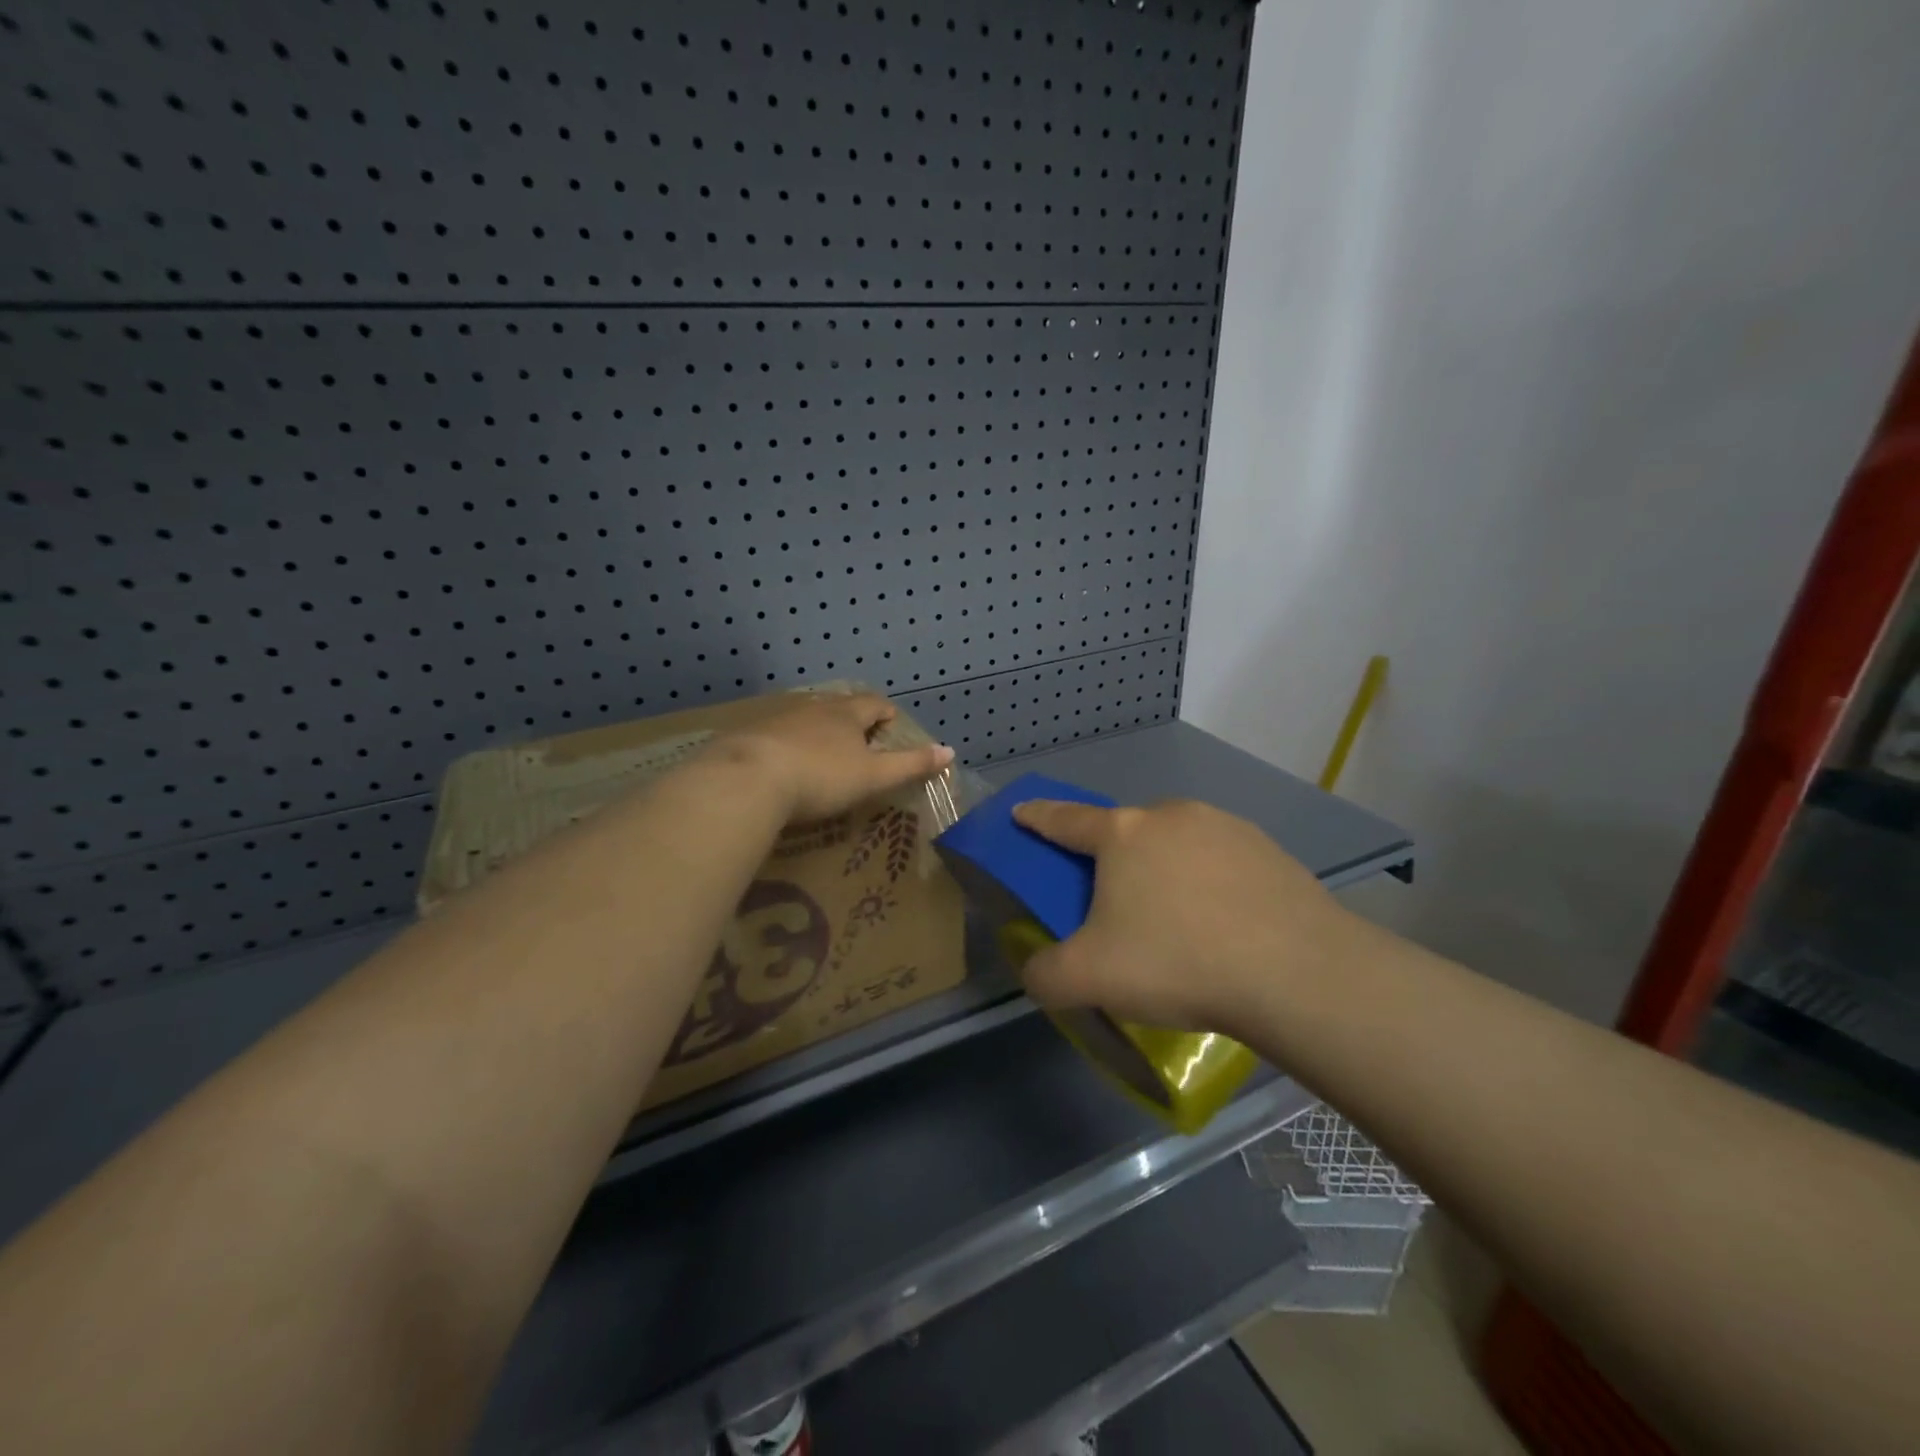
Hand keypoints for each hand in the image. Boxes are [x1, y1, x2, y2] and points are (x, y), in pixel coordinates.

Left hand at [717, 692, 954, 822]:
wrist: (749, 779)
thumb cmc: (822, 777)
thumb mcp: (874, 776)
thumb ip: (911, 764)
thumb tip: (949, 751)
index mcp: (846, 714)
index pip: (873, 703)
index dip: (885, 711)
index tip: (891, 721)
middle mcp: (814, 708)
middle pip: (838, 705)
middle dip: (851, 717)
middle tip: (859, 735)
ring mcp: (779, 718)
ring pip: (806, 716)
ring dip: (817, 728)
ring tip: (822, 748)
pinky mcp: (750, 735)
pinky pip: (776, 733)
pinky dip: (786, 743)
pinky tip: (783, 762)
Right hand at [1009, 798, 1363, 1034]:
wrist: (1296, 972)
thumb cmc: (1177, 961)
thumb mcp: (1088, 980)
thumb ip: (1044, 975)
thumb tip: (1038, 971)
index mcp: (1121, 834)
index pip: (1064, 819)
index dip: (1037, 817)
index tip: (1021, 811)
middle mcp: (1169, 816)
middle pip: (1124, 832)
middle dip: (1111, 858)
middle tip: (1115, 905)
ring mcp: (1224, 827)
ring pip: (1175, 845)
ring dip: (1163, 871)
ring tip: (1176, 924)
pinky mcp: (1268, 850)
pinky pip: (1219, 862)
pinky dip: (1208, 884)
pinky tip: (1222, 926)